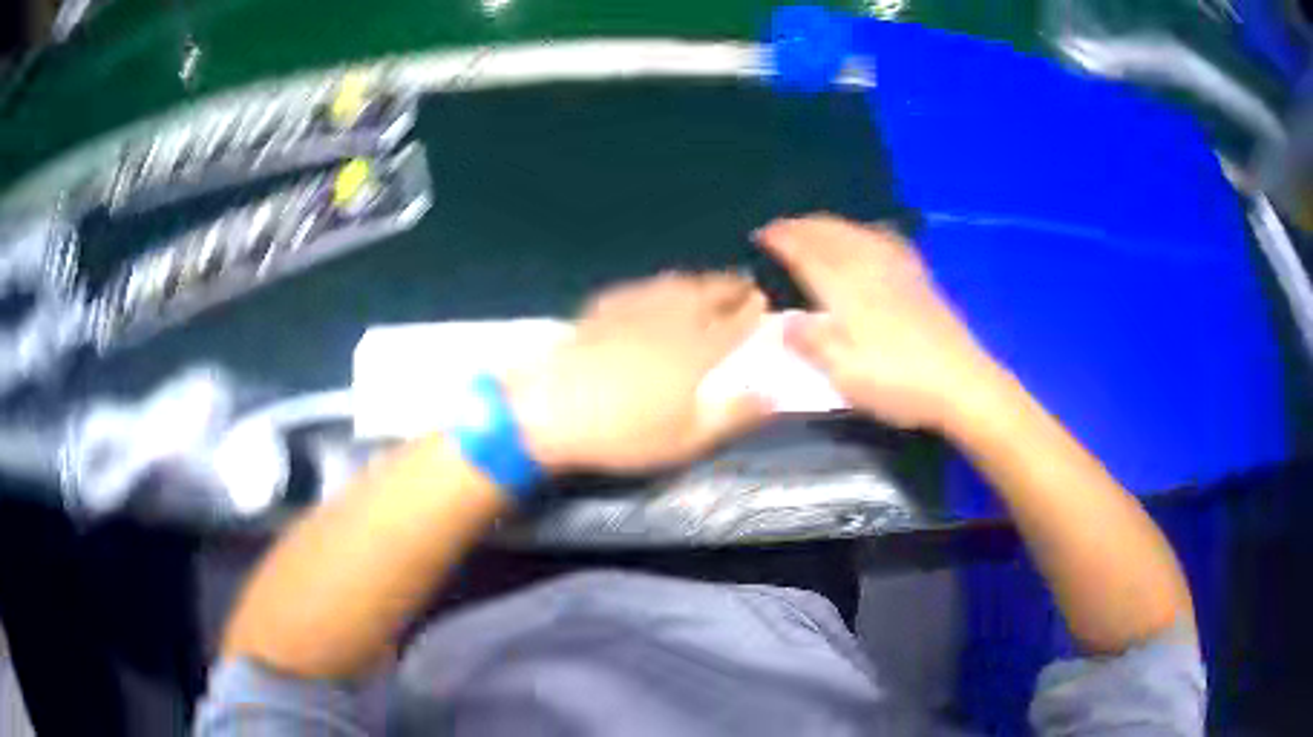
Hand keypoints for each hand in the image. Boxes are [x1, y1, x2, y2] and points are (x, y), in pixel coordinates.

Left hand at [504, 272, 772, 472]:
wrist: (552, 407)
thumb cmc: (625, 431)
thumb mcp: (688, 438)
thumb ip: (734, 415)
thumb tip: (772, 395)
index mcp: (699, 348)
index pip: (738, 322)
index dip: (755, 311)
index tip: (767, 301)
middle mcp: (674, 317)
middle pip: (711, 293)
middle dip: (733, 286)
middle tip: (746, 285)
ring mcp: (636, 306)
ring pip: (678, 283)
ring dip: (701, 281)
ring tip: (710, 284)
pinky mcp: (605, 306)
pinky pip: (643, 286)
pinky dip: (661, 284)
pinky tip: (656, 290)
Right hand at [755, 214, 999, 430]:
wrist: (961, 383)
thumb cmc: (898, 383)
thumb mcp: (845, 375)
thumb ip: (810, 343)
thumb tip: (783, 320)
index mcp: (846, 289)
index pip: (806, 253)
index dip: (781, 240)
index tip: (760, 235)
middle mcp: (869, 267)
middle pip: (830, 234)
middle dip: (801, 226)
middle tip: (779, 229)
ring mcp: (897, 268)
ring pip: (855, 231)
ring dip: (827, 224)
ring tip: (811, 227)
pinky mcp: (917, 276)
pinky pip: (883, 238)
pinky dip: (862, 230)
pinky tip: (864, 235)